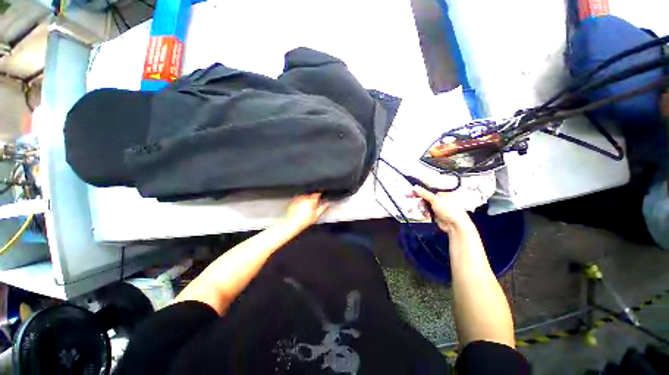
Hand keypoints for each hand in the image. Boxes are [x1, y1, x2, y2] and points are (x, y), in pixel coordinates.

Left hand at [283, 193, 328, 230]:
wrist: (292, 223)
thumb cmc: (305, 221)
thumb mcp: (316, 216)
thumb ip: (322, 208)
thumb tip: (327, 204)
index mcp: (311, 201)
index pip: (317, 194)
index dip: (318, 195)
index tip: (319, 197)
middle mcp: (305, 198)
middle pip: (310, 196)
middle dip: (312, 199)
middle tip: (312, 205)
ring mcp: (298, 199)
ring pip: (304, 197)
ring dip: (306, 200)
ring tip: (305, 207)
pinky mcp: (293, 201)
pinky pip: (298, 199)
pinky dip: (300, 201)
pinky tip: (300, 207)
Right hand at [410, 185, 471, 232]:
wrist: (455, 226)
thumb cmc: (451, 212)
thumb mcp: (435, 200)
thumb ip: (424, 193)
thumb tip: (416, 187)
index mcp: (443, 193)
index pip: (427, 190)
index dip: (418, 191)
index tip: (410, 192)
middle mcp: (441, 199)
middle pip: (425, 198)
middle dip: (421, 202)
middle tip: (416, 203)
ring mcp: (438, 207)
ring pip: (424, 205)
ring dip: (423, 208)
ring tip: (426, 212)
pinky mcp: (436, 214)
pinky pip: (426, 211)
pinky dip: (425, 213)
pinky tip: (427, 215)